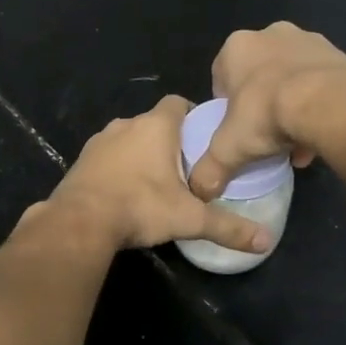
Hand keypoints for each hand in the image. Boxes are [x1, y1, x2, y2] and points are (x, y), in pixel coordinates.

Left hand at [43, 96, 272, 253]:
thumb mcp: (189, 219)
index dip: (192, 116)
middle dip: (170, 140)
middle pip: (155, 123)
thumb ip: (228, 227)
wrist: (79, 222)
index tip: (203, 139)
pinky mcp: (82, 160)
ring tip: (156, 183)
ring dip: (141, 154)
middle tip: (186, 168)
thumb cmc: (140, 206)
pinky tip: (125, 193)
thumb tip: (266, 241)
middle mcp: (127, 124)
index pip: (178, 103)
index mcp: (156, 126)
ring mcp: (100, 140)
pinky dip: (118, 168)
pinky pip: (108, 156)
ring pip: (129, 138)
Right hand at [189, 23, 345, 199]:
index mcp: (237, 47)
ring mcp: (308, 40)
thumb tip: (199, 191)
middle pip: (259, 76)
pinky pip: (320, 82)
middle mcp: (271, 34)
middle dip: (262, 104)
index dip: (227, 107)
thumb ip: (209, 169)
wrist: (328, 103)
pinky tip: (318, 134)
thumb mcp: (229, 148)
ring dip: (292, 105)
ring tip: (296, 142)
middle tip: (266, 135)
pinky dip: (318, 104)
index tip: (236, 130)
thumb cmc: (266, 114)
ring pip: (292, 78)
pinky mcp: (338, 54)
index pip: (222, 77)